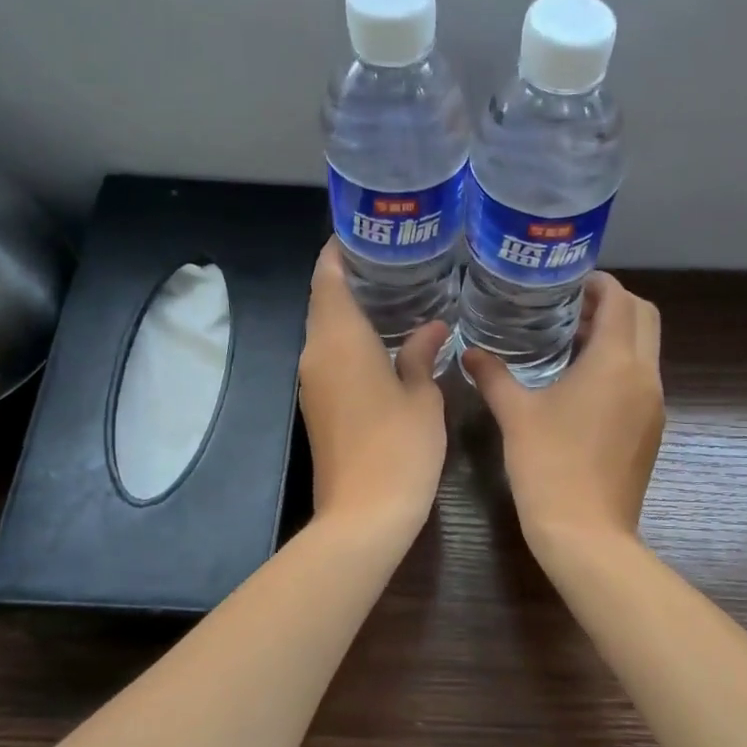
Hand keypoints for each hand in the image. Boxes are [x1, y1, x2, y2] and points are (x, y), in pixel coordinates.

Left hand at [298, 241, 450, 535]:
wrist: (363, 516)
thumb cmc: (398, 449)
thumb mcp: (422, 397)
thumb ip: (422, 354)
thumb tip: (433, 327)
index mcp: (339, 340)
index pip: (328, 277)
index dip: (341, 249)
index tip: (367, 230)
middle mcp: (316, 354)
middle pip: (325, 300)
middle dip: (352, 276)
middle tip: (396, 258)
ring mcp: (313, 383)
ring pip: (327, 331)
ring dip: (353, 310)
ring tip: (397, 291)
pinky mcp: (318, 407)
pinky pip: (332, 357)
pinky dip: (353, 339)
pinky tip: (387, 339)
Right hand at [464, 273, 664, 558]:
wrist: (586, 532)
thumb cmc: (548, 465)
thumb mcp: (515, 414)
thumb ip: (493, 375)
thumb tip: (469, 352)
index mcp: (616, 362)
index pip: (620, 300)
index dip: (599, 284)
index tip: (569, 284)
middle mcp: (645, 375)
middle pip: (644, 318)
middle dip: (614, 305)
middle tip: (572, 311)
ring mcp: (654, 404)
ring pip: (647, 350)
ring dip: (618, 336)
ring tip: (572, 344)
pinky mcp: (652, 429)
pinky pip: (642, 379)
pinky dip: (621, 366)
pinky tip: (583, 386)